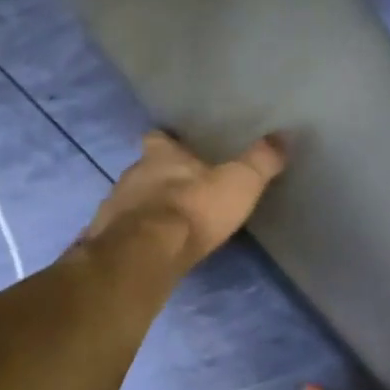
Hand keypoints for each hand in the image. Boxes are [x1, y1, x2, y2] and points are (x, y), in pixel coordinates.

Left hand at [83, 131, 286, 271]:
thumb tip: (283, 136)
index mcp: (160, 156)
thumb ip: (261, 161)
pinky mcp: (105, 239)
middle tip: (180, 192)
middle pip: (142, 170)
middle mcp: (131, 174)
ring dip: (144, 209)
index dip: (168, 144)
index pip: (158, 138)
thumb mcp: (239, 183)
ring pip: (129, 201)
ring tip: (166, 225)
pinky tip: (148, 249)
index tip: (179, 151)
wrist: (145, 253)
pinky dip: (134, 237)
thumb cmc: (194, 209)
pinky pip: (120, 233)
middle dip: (158, 179)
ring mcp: (114, 207)